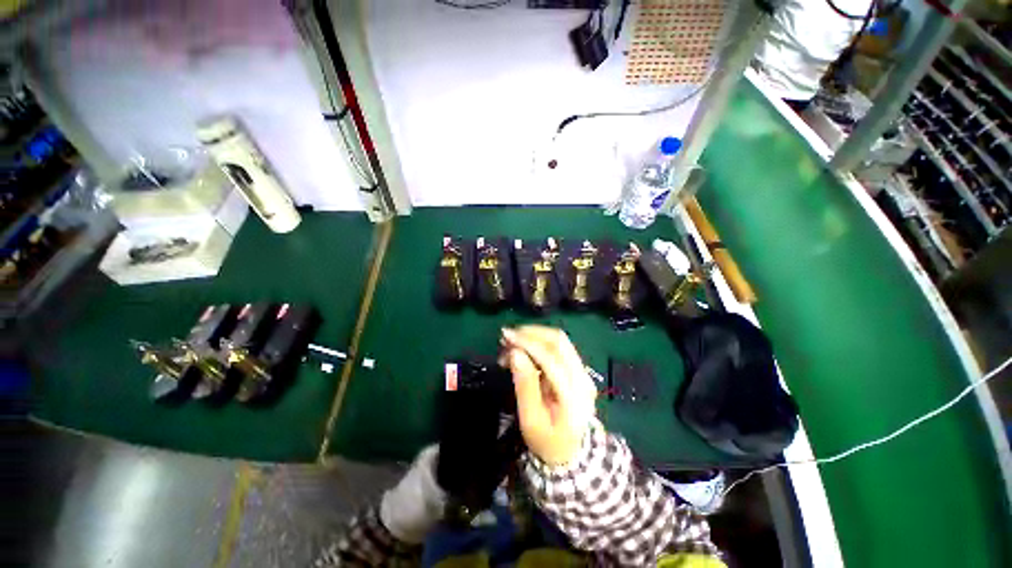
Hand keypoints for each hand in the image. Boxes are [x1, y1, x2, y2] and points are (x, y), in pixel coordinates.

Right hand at [501, 326, 596, 466]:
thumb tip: (515, 353)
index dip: (528, 343)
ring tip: (512, 343)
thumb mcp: (530, 419)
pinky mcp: (578, 368)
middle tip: (506, 337)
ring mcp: (583, 371)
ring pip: (559, 340)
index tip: (505, 336)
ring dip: (533, 335)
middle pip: (558, 341)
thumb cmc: (547, 440)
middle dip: (530, 333)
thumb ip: (524, 385)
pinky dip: (539, 342)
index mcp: (573, 394)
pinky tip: (523, 348)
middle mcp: (582, 377)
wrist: (571, 453)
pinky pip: (558, 346)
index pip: (551, 358)